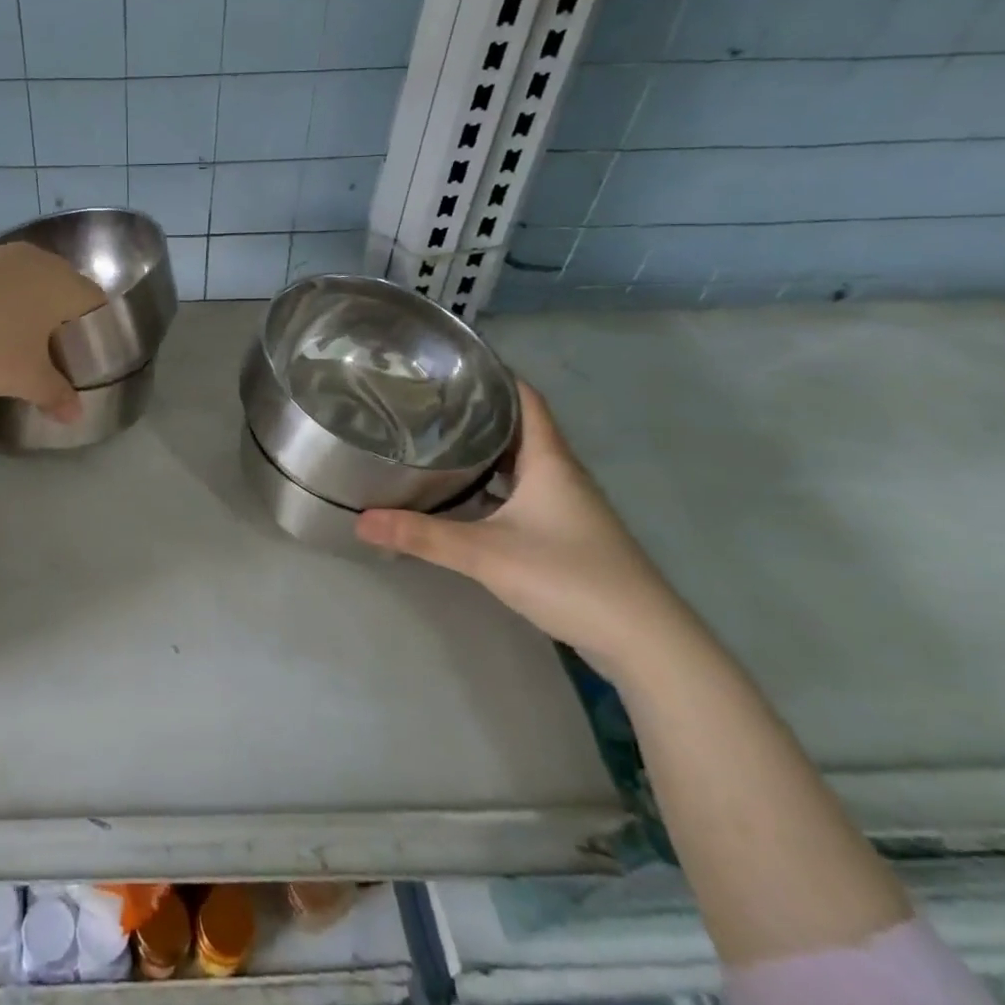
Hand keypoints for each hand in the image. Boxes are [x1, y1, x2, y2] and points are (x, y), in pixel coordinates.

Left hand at [0, 243, 105, 418]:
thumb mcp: (26, 379)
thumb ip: (56, 394)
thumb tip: (75, 415)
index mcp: (61, 281)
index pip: (95, 301)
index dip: (97, 329)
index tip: (87, 356)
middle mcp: (33, 259)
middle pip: (61, 288)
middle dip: (61, 319)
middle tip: (55, 353)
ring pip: (25, 283)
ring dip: (26, 309)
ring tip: (16, 344)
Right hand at [355, 382, 690, 672]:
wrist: (644, 641)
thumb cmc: (569, 576)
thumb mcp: (486, 553)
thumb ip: (422, 535)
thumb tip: (361, 521)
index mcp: (550, 462)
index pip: (526, 399)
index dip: (496, 376)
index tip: (454, 364)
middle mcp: (562, 475)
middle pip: (521, 429)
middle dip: (479, 413)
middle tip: (429, 404)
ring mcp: (568, 507)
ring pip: (522, 464)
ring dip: (487, 452)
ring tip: (438, 443)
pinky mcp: (567, 535)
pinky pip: (525, 493)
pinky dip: (495, 487)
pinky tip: (467, 499)